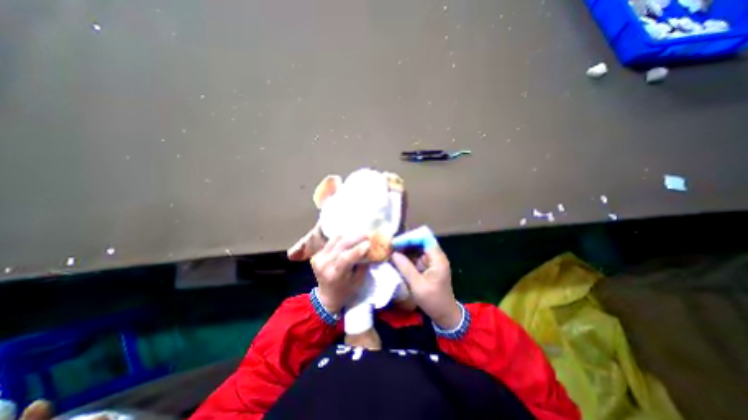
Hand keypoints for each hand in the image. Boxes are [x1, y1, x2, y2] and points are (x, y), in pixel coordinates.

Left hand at [310, 235, 370, 313]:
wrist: (327, 296)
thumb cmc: (346, 290)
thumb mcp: (358, 281)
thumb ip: (363, 264)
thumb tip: (370, 249)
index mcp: (334, 276)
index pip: (345, 259)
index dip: (357, 249)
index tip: (369, 243)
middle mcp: (324, 265)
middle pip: (341, 245)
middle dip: (356, 238)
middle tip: (368, 234)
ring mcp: (318, 259)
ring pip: (336, 240)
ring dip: (349, 236)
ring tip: (360, 236)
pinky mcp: (317, 254)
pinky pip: (332, 241)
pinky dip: (342, 239)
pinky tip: (350, 241)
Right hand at [393, 239, 462, 330]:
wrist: (445, 314)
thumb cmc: (433, 301)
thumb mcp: (418, 285)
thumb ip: (406, 268)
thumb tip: (394, 254)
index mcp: (437, 259)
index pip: (424, 238)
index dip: (410, 238)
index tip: (395, 243)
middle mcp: (435, 256)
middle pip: (420, 241)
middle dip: (405, 242)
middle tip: (391, 246)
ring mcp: (431, 260)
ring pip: (417, 248)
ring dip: (405, 248)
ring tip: (391, 250)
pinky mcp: (427, 266)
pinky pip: (416, 256)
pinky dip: (407, 256)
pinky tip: (397, 258)